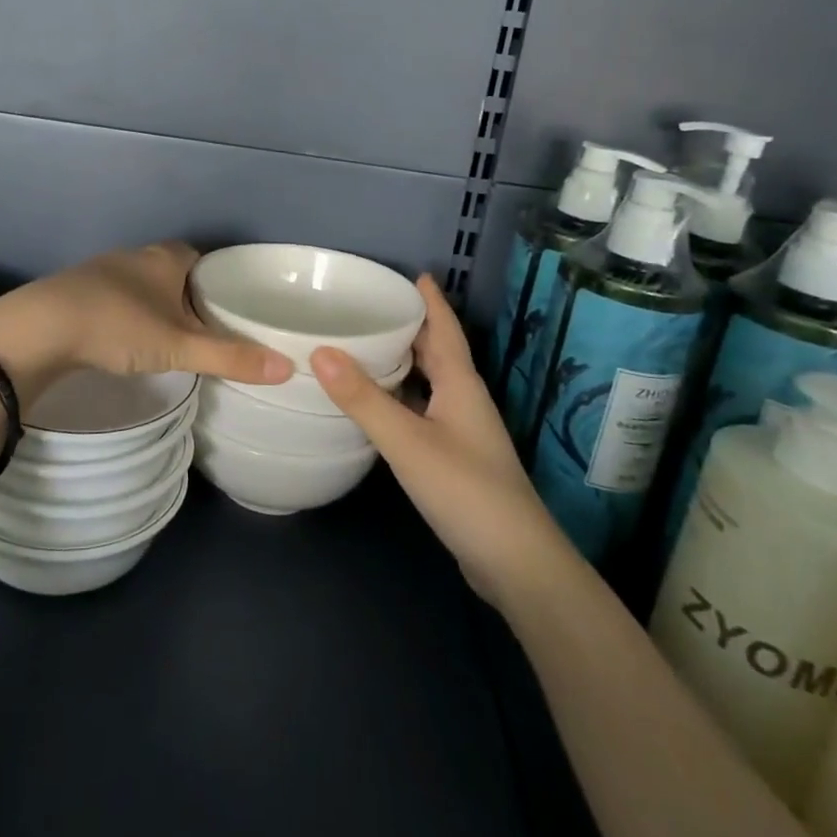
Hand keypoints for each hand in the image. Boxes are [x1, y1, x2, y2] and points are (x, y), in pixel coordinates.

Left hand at [0, 242, 293, 404]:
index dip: (219, 280)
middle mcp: (137, 256)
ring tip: (172, 338)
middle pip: (173, 271)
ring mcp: (103, 271)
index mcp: (166, 258)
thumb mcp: (179, 346)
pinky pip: (115, 299)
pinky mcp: (77, 291)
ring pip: (143, 285)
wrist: (40, 328)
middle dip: (189, 296)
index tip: (232, 306)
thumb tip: (288, 368)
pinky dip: (128, 315)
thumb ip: (231, 357)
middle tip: (207, 328)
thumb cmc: (118, 326)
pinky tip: (127, 339)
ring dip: (156, 305)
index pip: (203, 259)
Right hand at [311, 276, 554, 606]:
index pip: (445, 329)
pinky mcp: (453, 457)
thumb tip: (320, 350)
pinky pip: (422, 409)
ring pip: (429, 381)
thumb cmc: (466, 491)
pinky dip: (399, 395)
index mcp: (461, 384)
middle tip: (369, 304)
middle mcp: (463, 400)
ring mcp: (460, 431)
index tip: (411, 273)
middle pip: (436, 351)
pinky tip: (375, 403)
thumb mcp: (408, 442)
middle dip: (409, 325)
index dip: (430, 301)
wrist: (516, 564)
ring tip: (363, 344)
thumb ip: (364, 399)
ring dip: (402, 360)